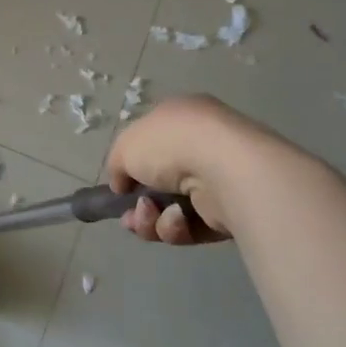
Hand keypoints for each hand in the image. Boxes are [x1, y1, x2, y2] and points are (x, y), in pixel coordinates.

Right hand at [106, 95, 245, 245]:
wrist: (224, 168)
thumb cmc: (170, 145)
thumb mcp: (124, 146)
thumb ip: (116, 165)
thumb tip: (122, 185)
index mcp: (180, 119)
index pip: (151, 145)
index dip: (131, 167)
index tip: (119, 187)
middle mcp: (200, 147)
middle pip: (158, 185)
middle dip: (138, 206)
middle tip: (129, 217)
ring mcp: (217, 181)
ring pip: (170, 210)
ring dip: (151, 219)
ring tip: (150, 216)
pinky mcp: (229, 213)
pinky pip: (191, 226)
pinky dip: (177, 226)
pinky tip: (177, 219)